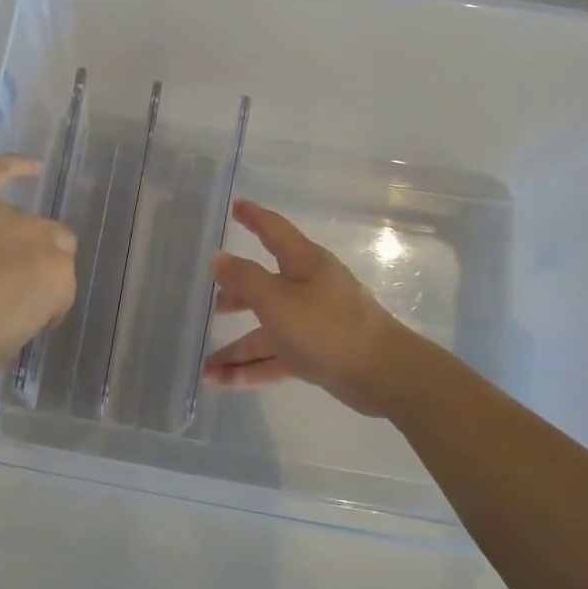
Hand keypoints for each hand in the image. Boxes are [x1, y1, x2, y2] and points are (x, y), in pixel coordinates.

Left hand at [0, 156, 77, 382]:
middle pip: (52, 247)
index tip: (26, 322)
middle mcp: (37, 236)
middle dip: (38, 267)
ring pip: (18, 221)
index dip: (45, 308)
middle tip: (9, 290)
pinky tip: (29, 167)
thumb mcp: (4, 349)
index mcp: (55, 278)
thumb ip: (22, 319)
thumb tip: (14, 307)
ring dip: (9, 240)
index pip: (61, 291)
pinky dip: (13, 166)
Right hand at [205, 200, 431, 416]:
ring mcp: (314, 324)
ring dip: (236, 350)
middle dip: (238, 296)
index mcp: (304, 264)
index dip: (254, 218)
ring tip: (206, 368)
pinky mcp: (317, 354)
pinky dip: (252, 369)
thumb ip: (244, 279)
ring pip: (267, 332)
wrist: (382, 374)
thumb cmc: (327, 327)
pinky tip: (224, 382)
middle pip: (266, 287)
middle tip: (211, 305)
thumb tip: (219, 259)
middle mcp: (309, 289)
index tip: (235, 206)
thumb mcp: (277, 300)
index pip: (274, 231)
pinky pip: (276, 358)